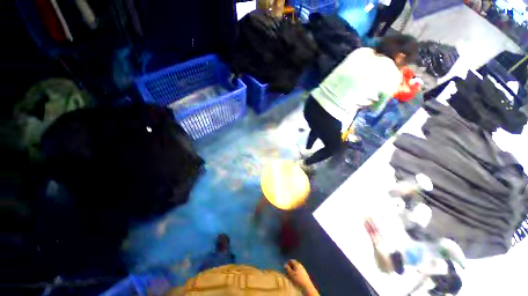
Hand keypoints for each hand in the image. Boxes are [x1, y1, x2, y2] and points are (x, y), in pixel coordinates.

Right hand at [285, 260, 318, 295]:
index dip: (287, 263)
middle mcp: (300, 265)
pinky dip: (295, 274)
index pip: (291, 260)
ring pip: (296, 269)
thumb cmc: (298, 279)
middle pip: (294, 264)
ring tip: (289, 276)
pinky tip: (294, 278)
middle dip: (290, 267)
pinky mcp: (304, 274)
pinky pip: (298, 272)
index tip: (285, 267)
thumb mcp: (291, 274)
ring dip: (292, 271)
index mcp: (297, 264)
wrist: (307, 287)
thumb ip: (287, 268)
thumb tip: (285, 265)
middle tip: (286, 272)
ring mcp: (303, 270)